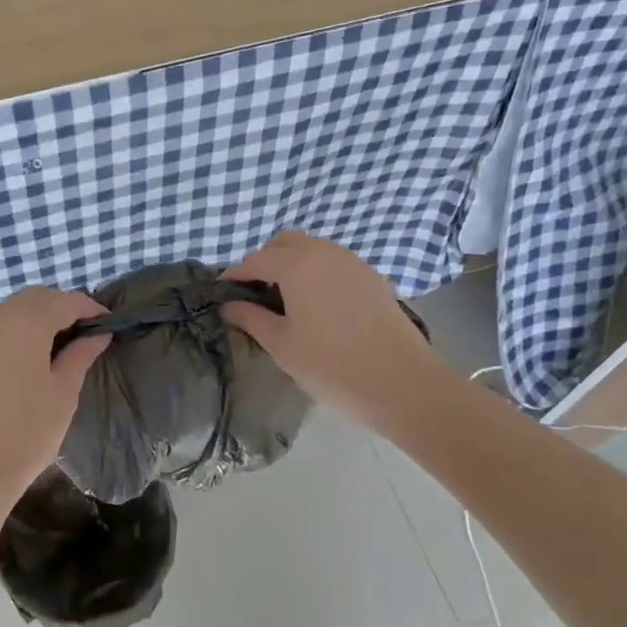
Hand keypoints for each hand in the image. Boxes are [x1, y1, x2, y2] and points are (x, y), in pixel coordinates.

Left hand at [0, 287, 108, 518]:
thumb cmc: (24, 435)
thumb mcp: (62, 395)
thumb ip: (80, 356)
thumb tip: (97, 334)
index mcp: (26, 325)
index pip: (64, 300)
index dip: (88, 307)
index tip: (106, 323)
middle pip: (32, 299)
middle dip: (59, 308)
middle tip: (80, 334)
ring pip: (7, 314)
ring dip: (33, 321)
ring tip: (52, 350)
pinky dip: (10, 337)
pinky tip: (19, 366)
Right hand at [221, 230, 441, 425]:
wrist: (402, 383)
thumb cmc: (331, 365)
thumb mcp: (281, 345)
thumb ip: (251, 319)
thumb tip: (229, 305)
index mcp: (296, 264)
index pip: (255, 260)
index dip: (236, 274)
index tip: (224, 291)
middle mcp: (324, 253)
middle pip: (285, 243)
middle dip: (265, 260)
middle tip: (255, 292)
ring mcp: (352, 262)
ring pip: (312, 248)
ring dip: (292, 263)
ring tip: (285, 298)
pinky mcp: (372, 277)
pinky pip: (334, 262)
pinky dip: (317, 271)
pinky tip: (317, 303)